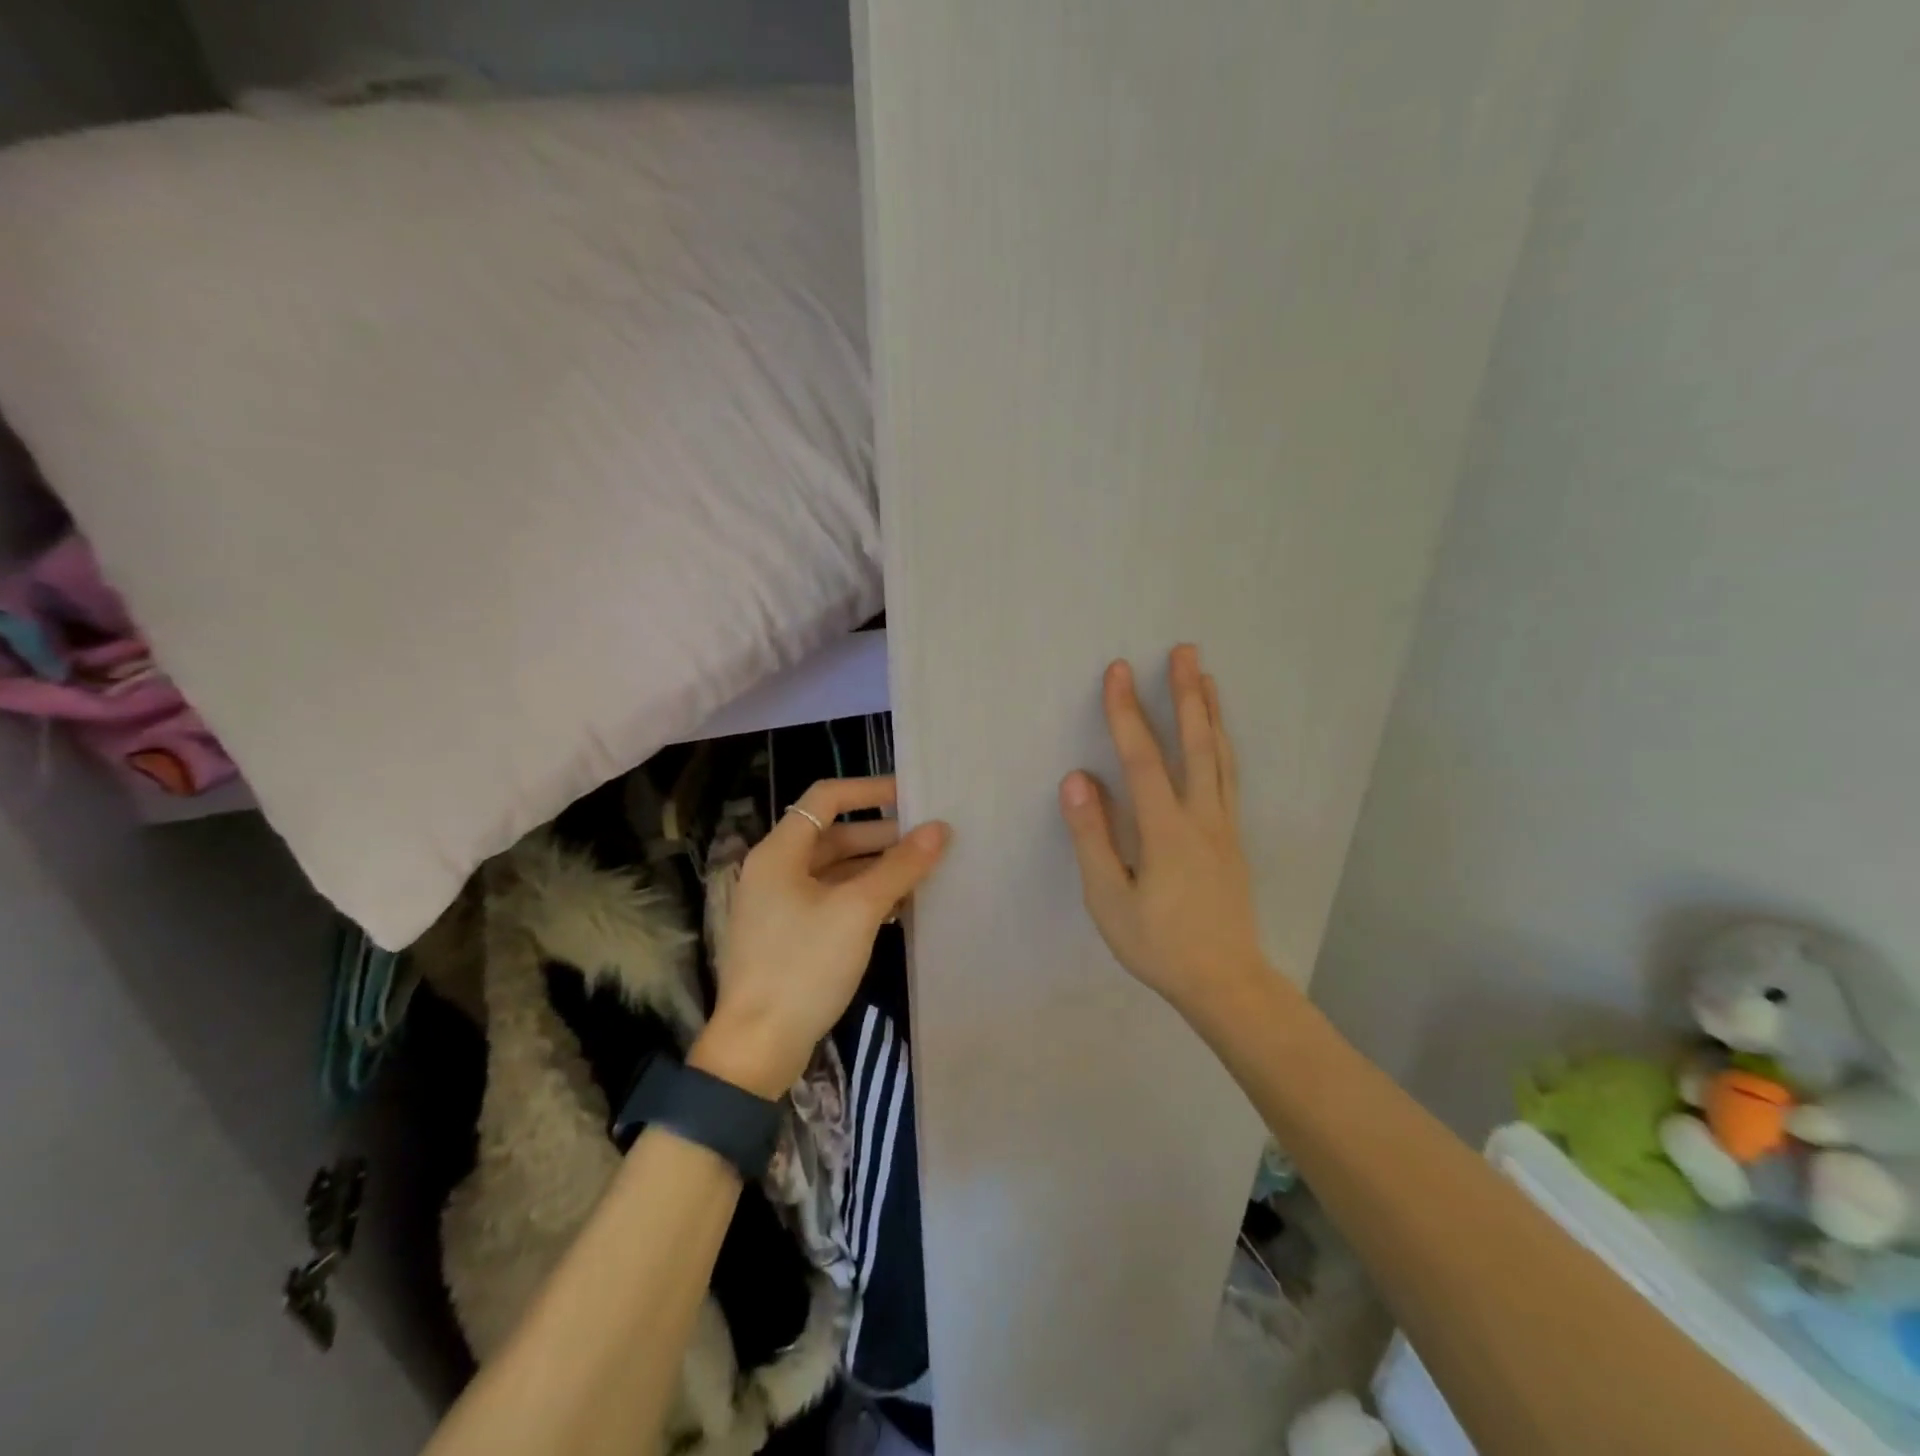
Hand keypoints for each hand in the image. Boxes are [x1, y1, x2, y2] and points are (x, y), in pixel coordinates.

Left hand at [690, 776, 948, 1097]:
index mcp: (780, 851)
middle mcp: (776, 869)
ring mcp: (780, 904)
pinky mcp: (790, 935)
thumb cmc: (803, 966)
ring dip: (876, 868)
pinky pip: (832, 900)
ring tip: (923, 874)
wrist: (758, 1047)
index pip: (826, 797)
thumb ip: (900, 867)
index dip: (869, 790)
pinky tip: (899, 908)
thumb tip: (940, 829)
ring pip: (835, 870)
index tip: (913, 796)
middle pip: (834, 834)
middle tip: (929, 841)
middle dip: (882, 835)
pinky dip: (863, 896)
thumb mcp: (858, 911)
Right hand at [1058, 645, 1267, 1013]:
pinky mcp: (1234, 839)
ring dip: (1212, 713)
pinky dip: (1224, 745)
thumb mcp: (1110, 900)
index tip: (1117, 671)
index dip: (1127, 713)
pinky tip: (1221, 737)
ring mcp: (1224, 827)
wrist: (1225, 982)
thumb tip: (1077, 779)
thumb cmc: (1158, 944)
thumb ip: (1093, 837)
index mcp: (1167, 831)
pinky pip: (1230, 777)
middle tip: (1185, 650)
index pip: (1143, 759)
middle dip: (1187, 694)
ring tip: (1207, 677)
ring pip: (1221, 757)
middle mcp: (1202, 818)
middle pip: (1196, 744)